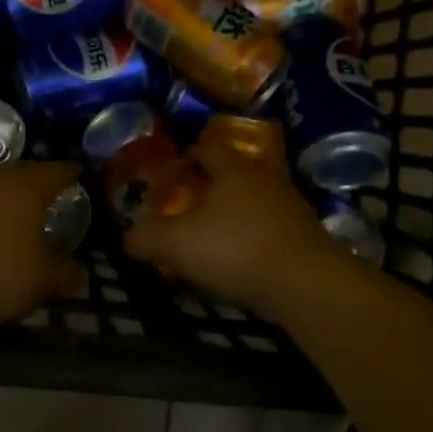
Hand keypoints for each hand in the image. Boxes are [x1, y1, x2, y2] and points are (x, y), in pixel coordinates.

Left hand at [0, 161, 87, 327]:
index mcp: (28, 187)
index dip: (71, 174)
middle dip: (40, 181)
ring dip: (9, 194)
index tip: (79, 178)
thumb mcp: (40, 282)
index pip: (57, 171)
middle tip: (52, 194)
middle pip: (26, 171)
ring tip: (19, 212)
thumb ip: (65, 274)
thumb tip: (82, 274)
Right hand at [122, 145, 342, 317]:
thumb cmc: (236, 249)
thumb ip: (147, 236)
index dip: (186, 157)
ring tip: (211, 237)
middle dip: (209, 188)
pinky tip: (240, 261)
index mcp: (233, 168)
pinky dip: (252, 238)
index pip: (207, 148)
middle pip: (231, 174)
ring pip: (252, 202)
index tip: (171, 173)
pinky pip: (269, 228)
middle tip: (186, 207)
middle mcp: (264, 177)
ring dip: (232, 215)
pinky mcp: (304, 235)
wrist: (306, 283)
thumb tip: (127, 235)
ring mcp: (289, 205)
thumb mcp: (177, 243)